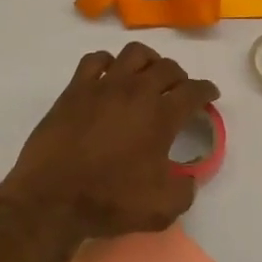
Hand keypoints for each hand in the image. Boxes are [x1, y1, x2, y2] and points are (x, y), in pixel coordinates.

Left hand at [1, 42, 216, 240]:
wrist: (52, 198)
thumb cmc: (109, 201)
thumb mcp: (161, 209)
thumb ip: (185, 190)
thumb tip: (189, 176)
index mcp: (161, 116)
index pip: (193, 91)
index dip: (206, 90)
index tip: (209, 94)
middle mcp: (137, 91)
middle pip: (167, 67)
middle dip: (179, 76)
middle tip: (179, 89)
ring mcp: (104, 85)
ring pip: (134, 53)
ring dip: (148, 60)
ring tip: (148, 74)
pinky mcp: (76, 88)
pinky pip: (96, 60)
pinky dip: (108, 62)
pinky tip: (109, 75)